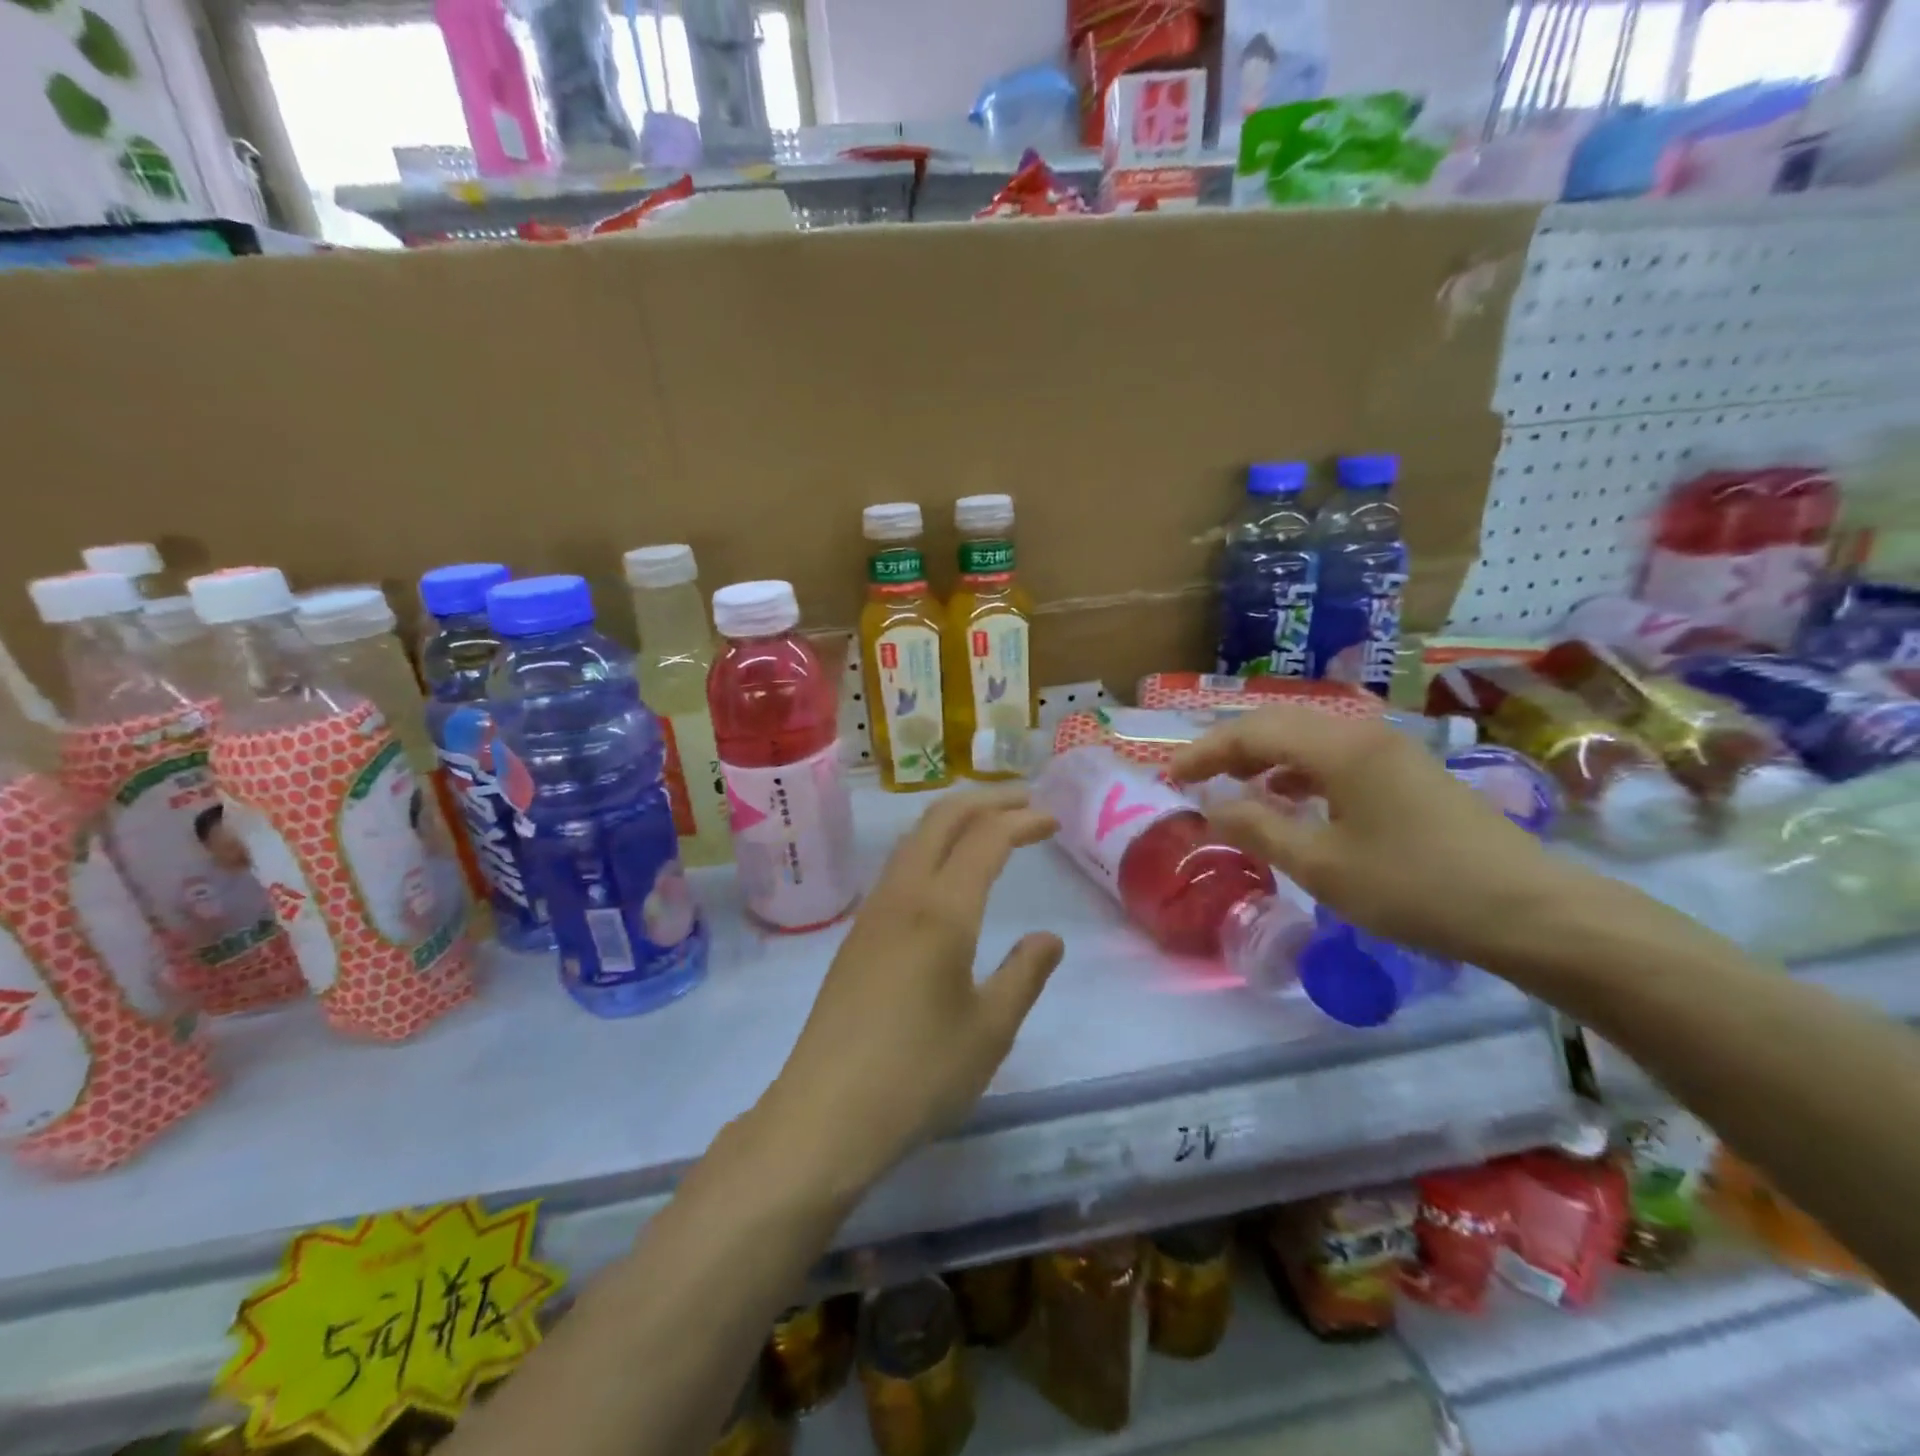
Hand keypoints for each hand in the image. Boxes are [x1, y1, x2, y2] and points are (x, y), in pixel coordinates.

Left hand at [766, 788, 1063, 1189]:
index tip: (1053, 820)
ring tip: (989, 825)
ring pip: (913, 838)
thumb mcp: (990, 1030)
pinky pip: (898, 866)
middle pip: (941, 819)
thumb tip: (1048, 938)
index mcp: (941, 910)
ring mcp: (872, 913)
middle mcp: (902, 896)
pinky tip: (944, 874)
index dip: (1022, 820)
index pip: (986, 838)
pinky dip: (931, 846)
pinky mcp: (856, 935)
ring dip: (954, 819)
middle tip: (1025, 801)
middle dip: (986, 800)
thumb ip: (1024, 975)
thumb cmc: (918, 1074)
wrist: (824, 1114)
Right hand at [1168, 706, 1585, 966]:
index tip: (1169, 777)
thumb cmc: (1415, 887)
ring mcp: (1390, 749)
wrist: (1529, 911)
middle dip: (1229, 748)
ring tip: (1234, 789)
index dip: (1204, 751)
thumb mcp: (1322, 865)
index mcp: (1339, 747)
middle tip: (1194, 779)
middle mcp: (1362, 733)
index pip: (1251, 732)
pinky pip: (1335, 756)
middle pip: (1278, 724)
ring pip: (1307, 738)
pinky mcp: (1407, 771)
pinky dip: (1298, 771)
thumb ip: (1257, 828)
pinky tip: (1290, 800)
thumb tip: (1212, 804)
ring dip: (1263, 758)